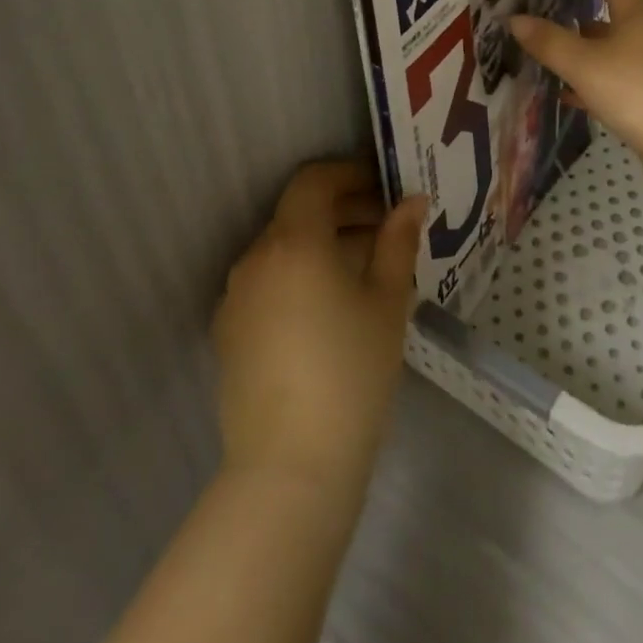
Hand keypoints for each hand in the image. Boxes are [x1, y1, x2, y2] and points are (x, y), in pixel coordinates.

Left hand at [211, 160, 425, 491]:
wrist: (291, 468)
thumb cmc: (352, 371)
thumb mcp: (388, 300)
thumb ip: (398, 241)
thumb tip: (412, 201)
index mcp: (295, 243)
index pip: (314, 181)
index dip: (350, 174)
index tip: (384, 189)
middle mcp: (256, 259)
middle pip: (298, 213)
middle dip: (343, 209)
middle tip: (386, 227)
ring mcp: (236, 298)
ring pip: (283, 249)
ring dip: (322, 243)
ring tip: (366, 268)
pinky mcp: (229, 333)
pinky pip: (268, 282)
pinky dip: (299, 275)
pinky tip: (331, 307)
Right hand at [508, 0, 642, 181]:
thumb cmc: (638, 89)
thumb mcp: (585, 64)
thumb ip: (549, 42)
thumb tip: (515, 19)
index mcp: (633, 12)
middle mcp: (642, 31)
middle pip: (609, 3)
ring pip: (606, 42)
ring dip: (580, 37)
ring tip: (545, 33)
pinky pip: (608, 76)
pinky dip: (585, 77)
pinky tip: (562, 88)